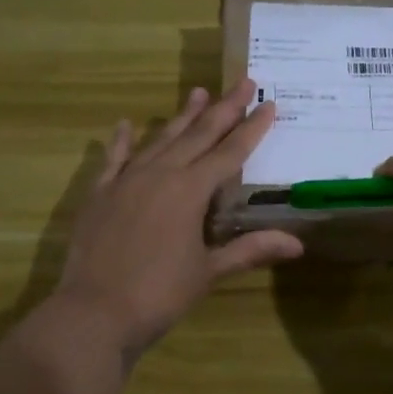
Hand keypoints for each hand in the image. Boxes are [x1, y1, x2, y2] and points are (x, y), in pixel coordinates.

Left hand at [53, 77, 303, 357]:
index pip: (230, 152)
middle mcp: (161, 174)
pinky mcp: (100, 194)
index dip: (252, 128)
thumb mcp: (208, 272)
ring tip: (197, 92)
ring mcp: (127, 181)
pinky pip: (114, 159)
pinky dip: (122, 141)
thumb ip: (250, 249)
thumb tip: (298, 244)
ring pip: (161, 140)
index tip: (269, 103)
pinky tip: (126, 123)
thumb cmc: (159, 294)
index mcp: (190, 191)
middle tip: (242, 80)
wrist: (94, 312)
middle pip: (198, 135)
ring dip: (181, 116)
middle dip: (223, 108)